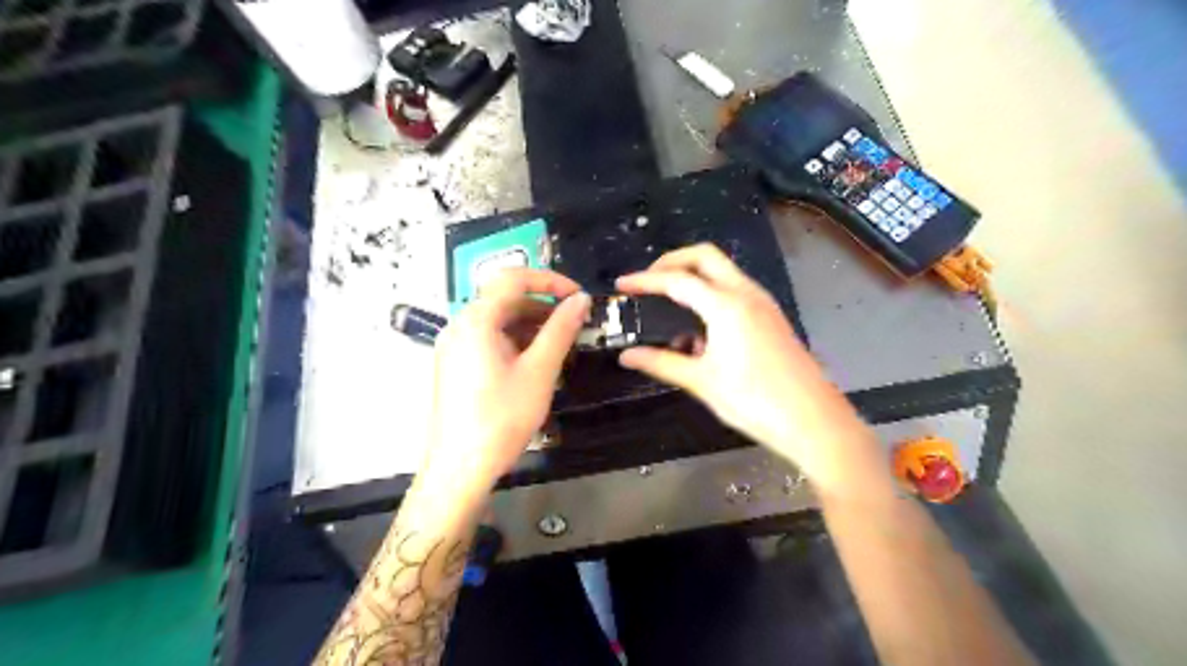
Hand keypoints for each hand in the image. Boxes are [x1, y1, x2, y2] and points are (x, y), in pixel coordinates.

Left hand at [424, 268, 589, 500]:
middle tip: (575, 325)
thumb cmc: (501, 418)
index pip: (514, 279)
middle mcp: (460, 326)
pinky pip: (489, 341)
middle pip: (505, 300)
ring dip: (531, 326)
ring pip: (498, 322)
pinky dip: (516, 343)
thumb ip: (561, 330)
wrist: (459, 469)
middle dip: (542, 307)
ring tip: (561, 347)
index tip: (578, 296)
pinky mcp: (456, 366)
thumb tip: (580, 300)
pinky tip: (536, 364)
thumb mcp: (539, 372)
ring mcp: (454, 347)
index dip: (550, 281)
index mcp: (476, 320)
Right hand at [617, 243, 883, 494]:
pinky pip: (735, 291)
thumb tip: (628, 356)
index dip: (645, 280)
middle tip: (648, 280)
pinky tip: (698, 330)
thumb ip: (661, 362)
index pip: (677, 280)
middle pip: (704, 256)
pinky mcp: (770, 317)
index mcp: (726, 306)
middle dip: (672, 261)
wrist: (813, 421)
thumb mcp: (702, 381)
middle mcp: (746, 294)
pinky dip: (711, 295)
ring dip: (693, 277)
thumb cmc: (755, 401)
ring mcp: (762, 304)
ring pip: (722, 271)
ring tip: (668, 303)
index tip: (622, 285)